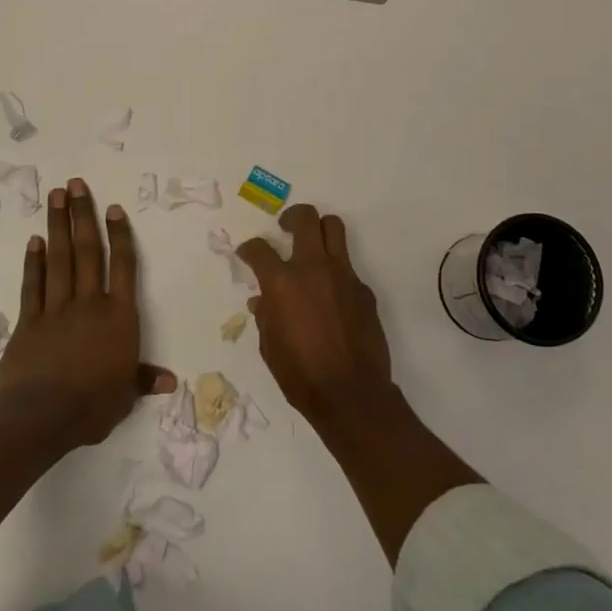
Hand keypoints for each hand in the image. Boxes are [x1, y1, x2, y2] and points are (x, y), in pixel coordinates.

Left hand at [0, 177, 174, 446]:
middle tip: (76, 184)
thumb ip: (143, 380)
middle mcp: (89, 303)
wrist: (41, 416)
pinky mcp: (29, 321)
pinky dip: (34, 262)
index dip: (120, 236)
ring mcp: (56, 309)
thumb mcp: (125, 396)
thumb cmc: (92, 406)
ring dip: (58, 226)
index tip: (113, 208)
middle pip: (88, 251)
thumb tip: (170, 381)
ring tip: (56, 196)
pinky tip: (35, 241)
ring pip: (60, 259)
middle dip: (82, 215)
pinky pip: (34, 285)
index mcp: (119, 317)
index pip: (123, 267)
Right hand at [238, 205, 392, 425]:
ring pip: (334, 228)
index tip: (248, 253)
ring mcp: (343, 275)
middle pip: (306, 218)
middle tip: (286, 228)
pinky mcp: (363, 289)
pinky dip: (336, 272)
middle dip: (292, 217)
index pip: (260, 249)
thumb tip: (262, 300)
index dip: (249, 248)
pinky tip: (331, 296)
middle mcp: (313, 268)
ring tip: (312, 246)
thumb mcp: (270, 346)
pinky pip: (348, 267)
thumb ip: (265, 315)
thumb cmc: (300, 375)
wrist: (351, 393)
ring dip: (320, 230)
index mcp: (282, 282)